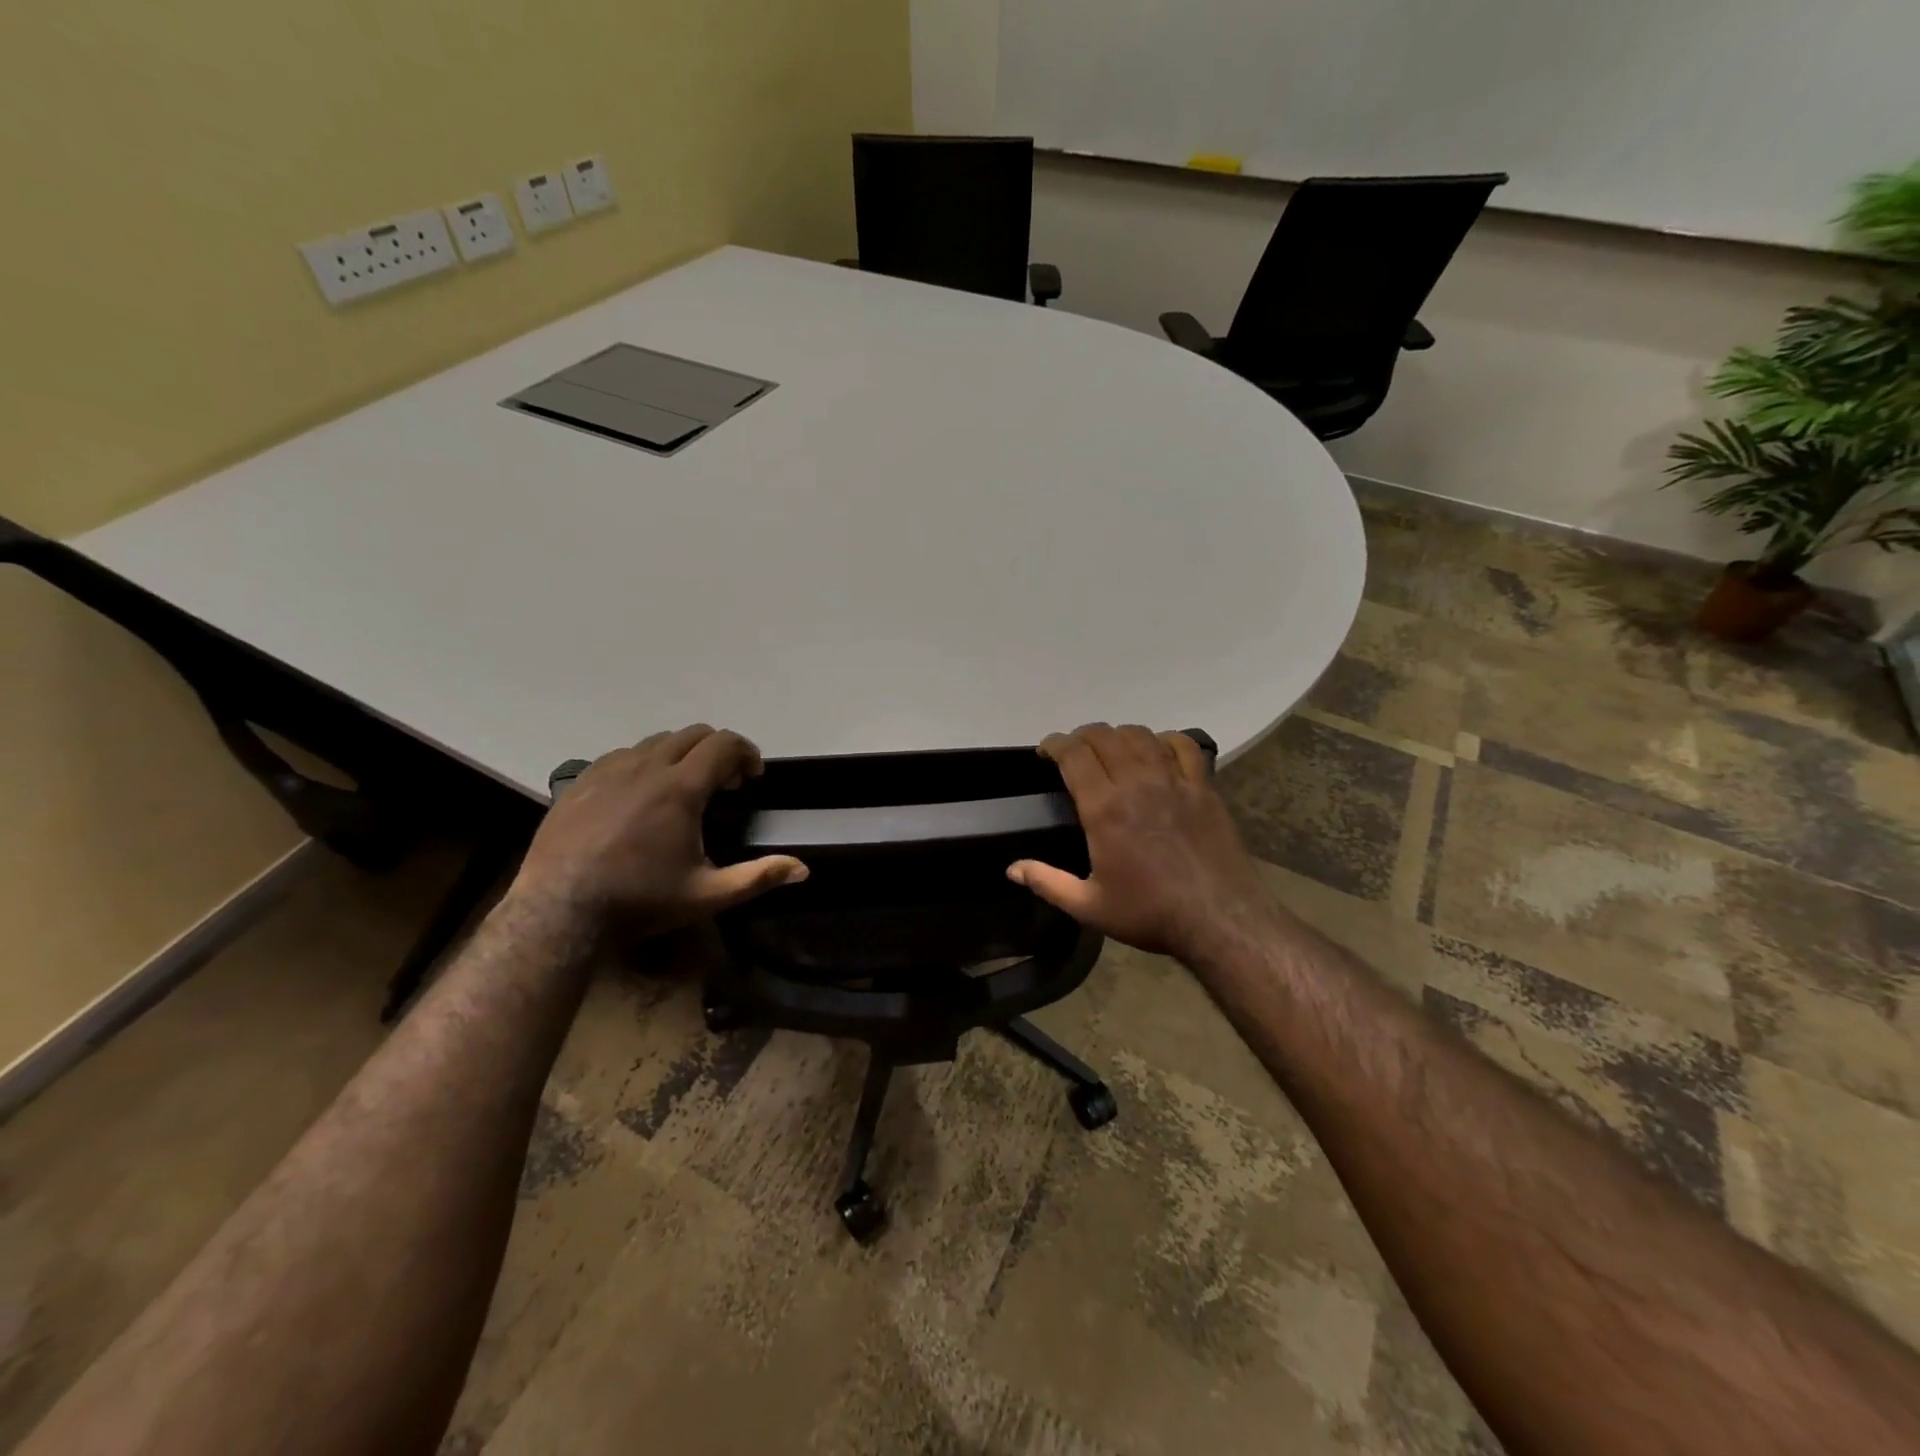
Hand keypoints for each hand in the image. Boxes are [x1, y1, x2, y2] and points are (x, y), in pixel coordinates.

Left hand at [510, 725, 806, 937]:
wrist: (558, 911)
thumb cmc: (640, 901)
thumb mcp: (707, 895)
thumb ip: (758, 877)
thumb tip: (803, 869)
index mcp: (681, 788)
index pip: (724, 744)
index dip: (747, 753)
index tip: (752, 777)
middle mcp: (647, 767)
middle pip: (693, 734)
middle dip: (718, 750)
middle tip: (725, 783)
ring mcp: (609, 770)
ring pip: (656, 741)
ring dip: (681, 754)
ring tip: (683, 787)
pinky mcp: (582, 781)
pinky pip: (622, 755)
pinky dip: (644, 763)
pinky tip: (640, 795)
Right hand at [1007, 724, 1284, 963]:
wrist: (1220, 919)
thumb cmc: (1150, 913)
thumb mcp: (1089, 907)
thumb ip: (1047, 883)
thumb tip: (1011, 869)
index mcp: (1104, 809)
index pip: (1073, 755)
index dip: (1054, 744)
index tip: (1045, 751)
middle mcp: (1136, 783)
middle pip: (1104, 736)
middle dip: (1081, 736)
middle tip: (1073, 752)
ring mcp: (1174, 781)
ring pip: (1140, 735)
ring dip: (1118, 735)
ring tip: (1111, 749)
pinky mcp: (1203, 787)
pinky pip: (1182, 746)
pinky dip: (1164, 740)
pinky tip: (1157, 751)